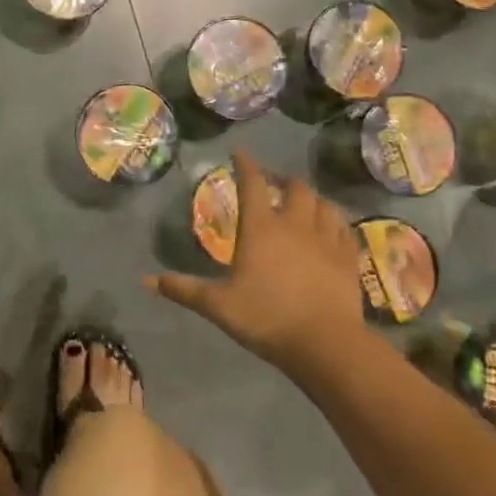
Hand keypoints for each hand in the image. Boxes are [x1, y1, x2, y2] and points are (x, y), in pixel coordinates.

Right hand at [146, 149, 364, 383]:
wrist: (325, 343)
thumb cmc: (267, 318)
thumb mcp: (218, 306)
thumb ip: (184, 289)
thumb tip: (146, 279)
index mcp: (261, 228)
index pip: (253, 184)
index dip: (246, 164)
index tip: (241, 152)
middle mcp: (295, 224)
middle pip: (295, 187)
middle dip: (284, 180)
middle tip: (275, 184)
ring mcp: (326, 240)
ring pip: (324, 204)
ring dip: (312, 199)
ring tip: (304, 203)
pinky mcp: (348, 259)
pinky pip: (344, 229)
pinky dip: (336, 222)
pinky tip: (332, 228)